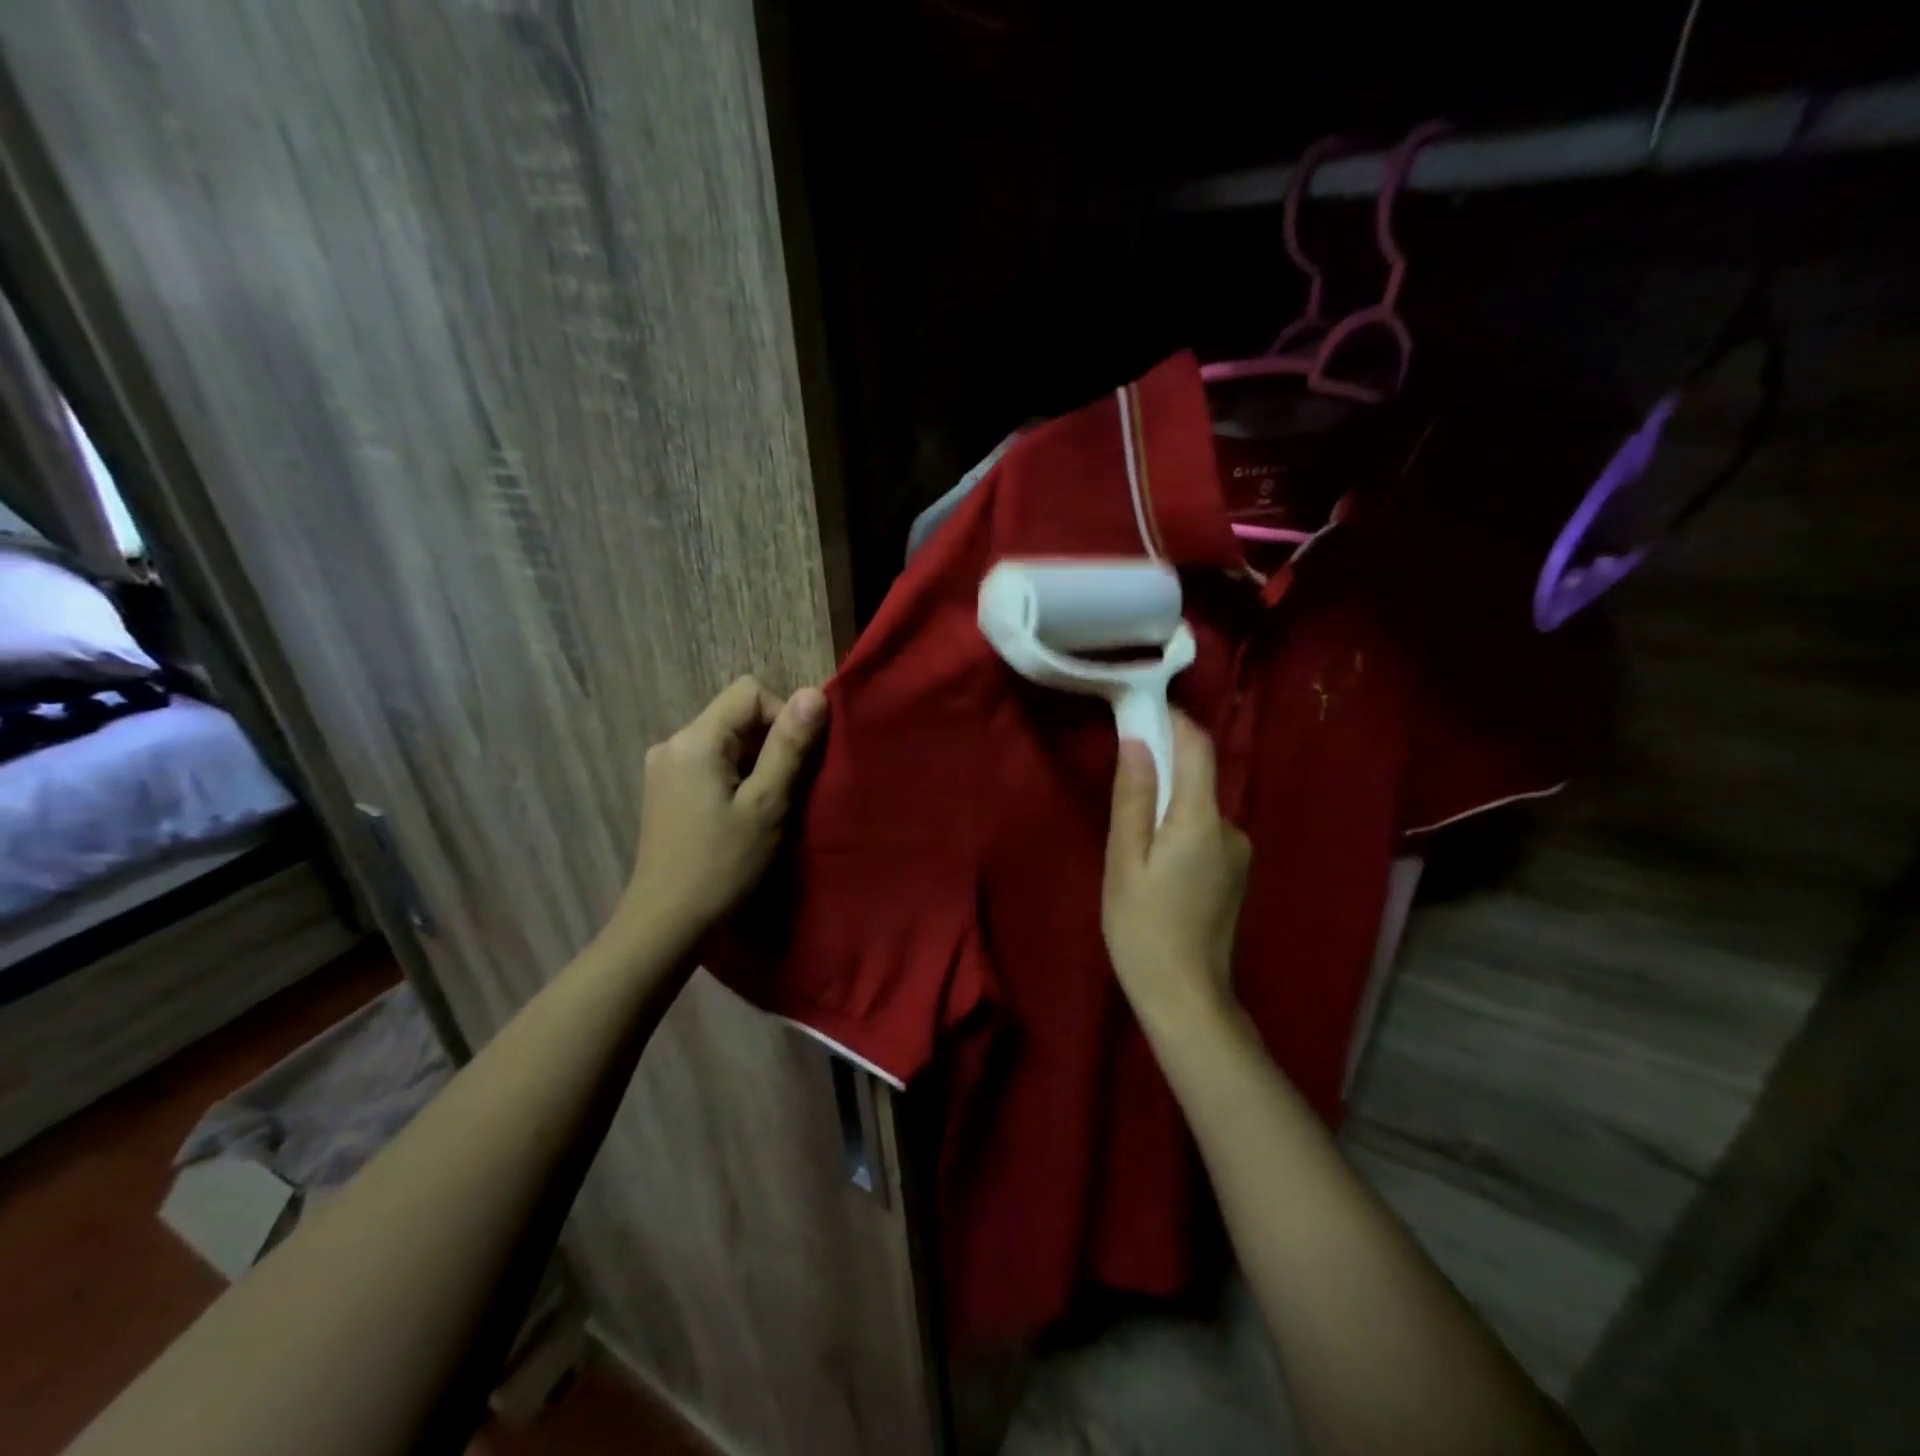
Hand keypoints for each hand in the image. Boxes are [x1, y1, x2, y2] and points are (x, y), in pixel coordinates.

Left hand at [614, 676, 826, 953]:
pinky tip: (740, 814)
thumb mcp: (767, 804)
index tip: (794, 764)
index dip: (783, 716)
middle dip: (770, 743)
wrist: (666, 923)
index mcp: (695, 740)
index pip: (750, 692)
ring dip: (755, 763)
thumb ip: (789, 746)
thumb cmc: (722, 865)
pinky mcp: (665, 790)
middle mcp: (673, 742)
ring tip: (765, 806)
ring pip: (726, 740)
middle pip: (736, 715)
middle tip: (785, 790)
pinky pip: (711, 762)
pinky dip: (735, 777)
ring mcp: (665, 767)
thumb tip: (814, 693)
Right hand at [1102, 712, 1250, 1036]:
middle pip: (1198, 777)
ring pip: (1199, 807)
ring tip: (1132, 834)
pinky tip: (1155, 861)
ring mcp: (1239, 852)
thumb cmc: (1143, 928)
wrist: (1187, 998)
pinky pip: (1205, 832)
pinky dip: (1179, 828)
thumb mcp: (1125, 860)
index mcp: (1202, 819)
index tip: (1141, 710)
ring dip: (1168, 803)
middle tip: (1121, 781)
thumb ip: (1134, 797)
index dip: (1173, 721)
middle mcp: (1231, 827)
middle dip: (1162, 767)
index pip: (1198, 747)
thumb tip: (1138, 741)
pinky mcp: (1236, 873)